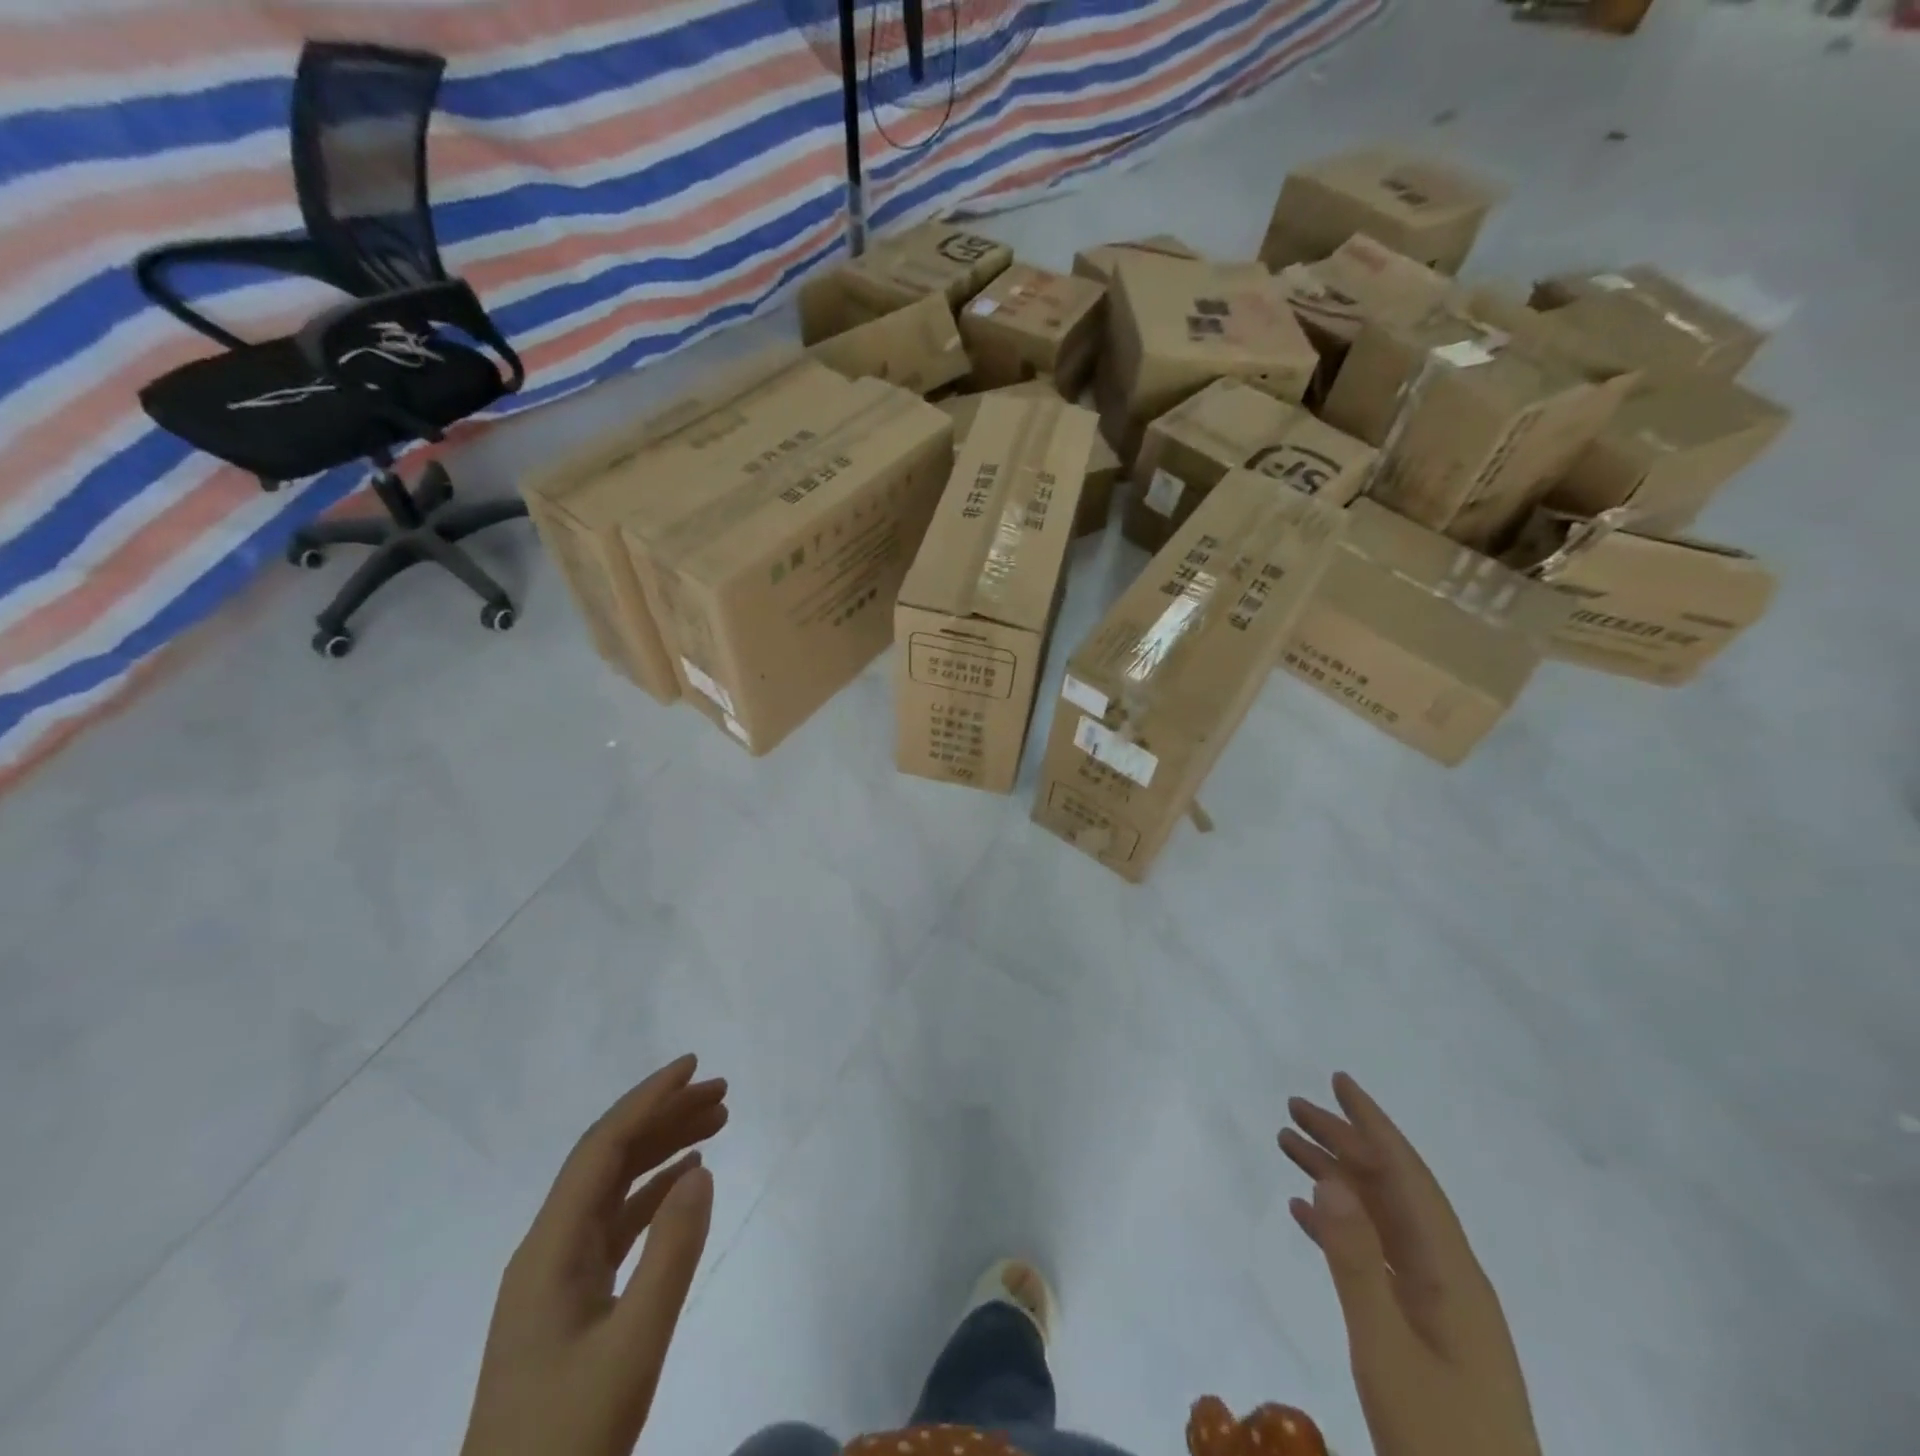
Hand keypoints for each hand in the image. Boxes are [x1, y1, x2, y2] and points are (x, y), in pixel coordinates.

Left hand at [463, 1055, 728, 1455]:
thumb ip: (670, 1254)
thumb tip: (701, 1170)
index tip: (694, 1067)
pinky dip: (653, 1193)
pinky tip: (685, 1182)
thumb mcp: (632, 1347)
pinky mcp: (571, 1301)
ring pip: (614, 1188)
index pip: (602, 1148)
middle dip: (663, 1116)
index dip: (648, 1100)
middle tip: (722, 1093)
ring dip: (662, 1150)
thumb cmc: (568, 1438)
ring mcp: (557, 1276)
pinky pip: (616, 1225)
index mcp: (550, 1248)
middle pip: (608, 1158)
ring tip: (717, 1123)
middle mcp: (548, 1248)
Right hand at [1280, 1074, 1539, 1455]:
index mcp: (1451, 1272)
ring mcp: (1437, 1305)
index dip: (1373, 1124)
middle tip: (1292, 1109)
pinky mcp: (1422, 1331)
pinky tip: (1304, 1216)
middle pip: (1390, 1189)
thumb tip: (1328, 1178)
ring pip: (1380, 1219)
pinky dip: (1339, 1227)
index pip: (1407, 1175)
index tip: (1339, 1081)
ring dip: (1336, 1179)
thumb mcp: (1387, 1348)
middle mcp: (1447, 1276)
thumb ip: (1355, 1261)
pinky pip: (1375, 1257)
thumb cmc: (1439, 1438)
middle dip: (1344, 1142)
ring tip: (1287, 1147)